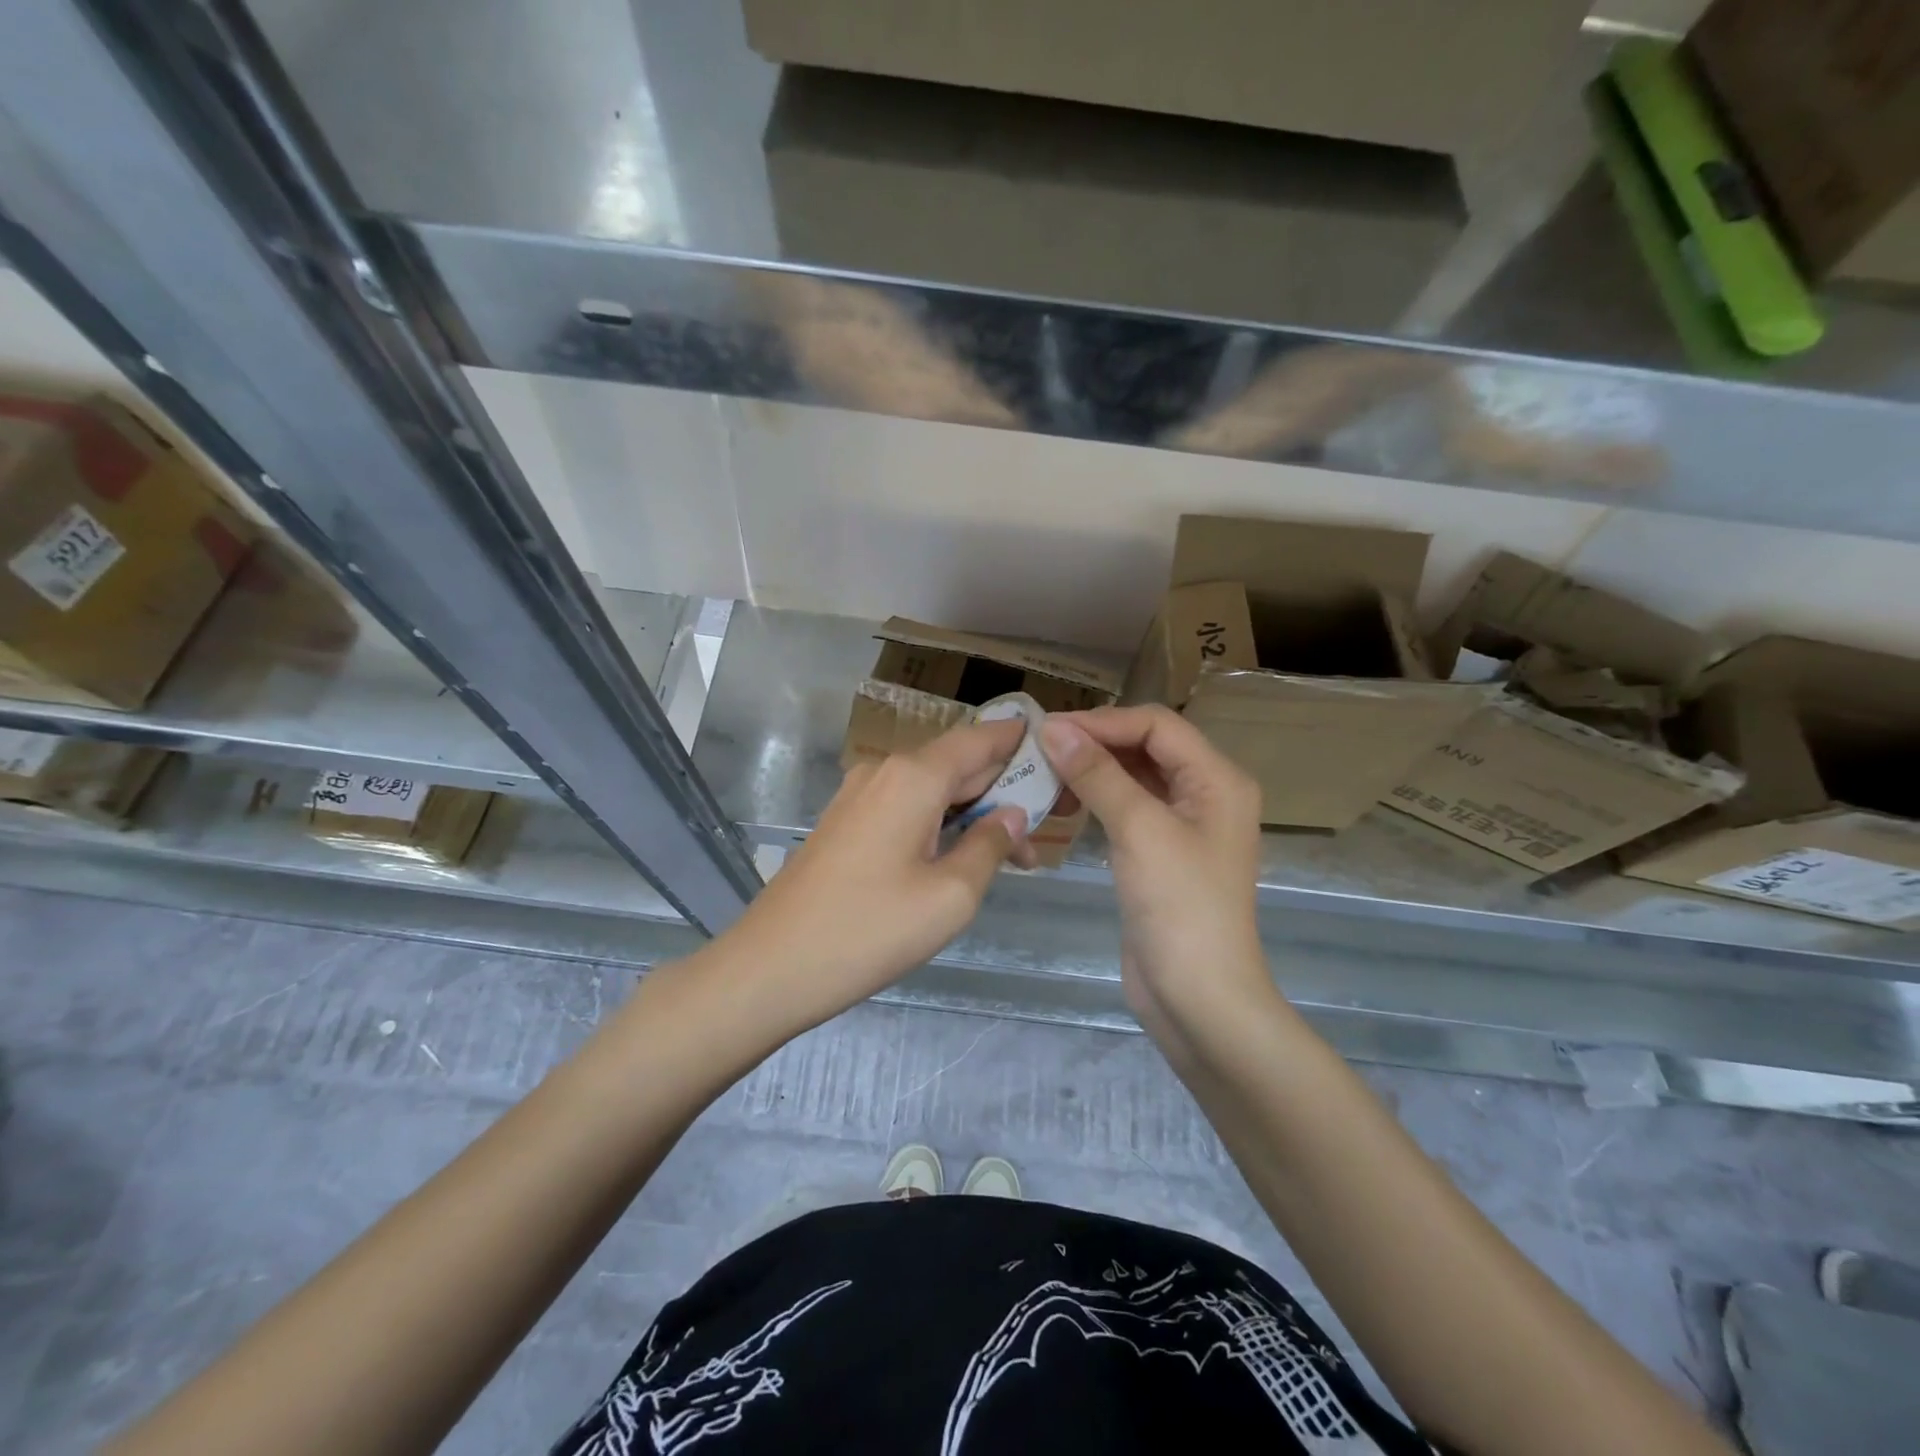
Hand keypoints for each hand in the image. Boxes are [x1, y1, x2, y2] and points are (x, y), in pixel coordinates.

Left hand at [724, 718, 1032, 1031]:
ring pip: (930, 789)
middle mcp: (884, 772)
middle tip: (1043, 826)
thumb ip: (990, 846)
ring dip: (970, 812)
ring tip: (1009, 853)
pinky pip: (904, 807)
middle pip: (956, 764)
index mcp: (913, 777)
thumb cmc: (870, 930)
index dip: (1018, 741)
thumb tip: (1012, 814)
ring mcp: (858, 796)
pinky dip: (937, 822)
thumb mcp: (951, 896)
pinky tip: (957, 855)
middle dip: (1001, 790)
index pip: (979, 740)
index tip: (1055, 751)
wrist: (771, 966)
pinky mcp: (844, 823)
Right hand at [1039, 706, 1272, 1045]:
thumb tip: (1053, 728)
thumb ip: (1098, 774)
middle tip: (1039, 750)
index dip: (1102, 721)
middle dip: (1095, 743)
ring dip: (1092, 771)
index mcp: (1217, 779)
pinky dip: (1096, 800)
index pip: (1156, 725)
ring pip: (1133, 778)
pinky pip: (1127, 809)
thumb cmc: (1179, 907)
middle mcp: (1205, 794)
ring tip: (1045, 775)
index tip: (1048, 730)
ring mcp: (1183, 825)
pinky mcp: (1160, 853)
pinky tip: (1064, 804)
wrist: (1198, 998)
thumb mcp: (1139, 830)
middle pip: (1146, 747)